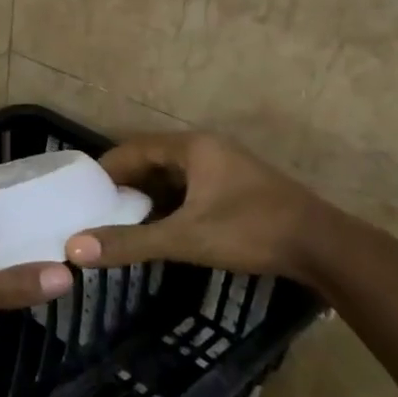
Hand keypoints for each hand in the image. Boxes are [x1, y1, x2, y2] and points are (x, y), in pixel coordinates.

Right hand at [63, 132, 334, 281]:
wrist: (323, 246)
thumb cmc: (250, 230)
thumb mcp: (184, 238)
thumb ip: (130, 242)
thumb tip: (74, 249)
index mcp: (192, 148)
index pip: (131, 148)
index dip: (104, 170)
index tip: (79, 195)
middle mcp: (207, 149)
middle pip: (150, 160)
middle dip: (123, 186)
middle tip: (94, 212)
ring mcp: (225, 168)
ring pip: (171, 177)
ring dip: (146, 197)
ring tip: (119, 223)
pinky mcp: (238, 188)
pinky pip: (190, 189)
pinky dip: (169, 205)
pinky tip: (160, 229)